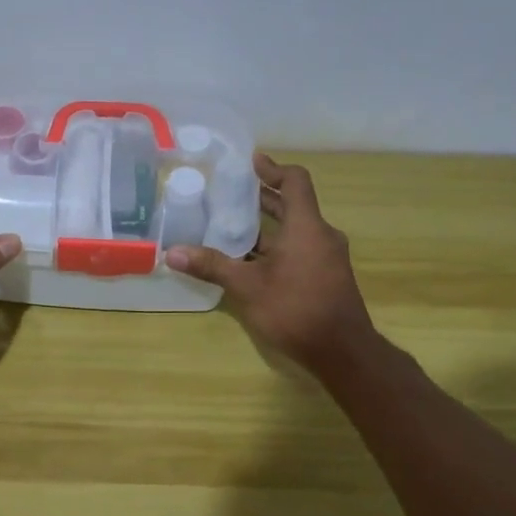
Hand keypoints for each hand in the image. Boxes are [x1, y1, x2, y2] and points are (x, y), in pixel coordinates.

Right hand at [164, 153, 376, 377]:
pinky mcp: (326, 277)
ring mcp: (327, 257)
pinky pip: (301, 248)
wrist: (342, 352)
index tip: (251, 162)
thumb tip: (172, 252)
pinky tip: (251, 260)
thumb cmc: (295, 309)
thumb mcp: (247, 287)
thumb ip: (211, 266)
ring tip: (234, 225)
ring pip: (296, 229)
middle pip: (294, 205)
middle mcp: (321, 235)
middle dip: (264, 198)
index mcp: (306, 227)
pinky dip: (277, 245)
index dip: (273, 169)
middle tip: (232, 193)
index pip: (295, 181)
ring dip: (269, 225)